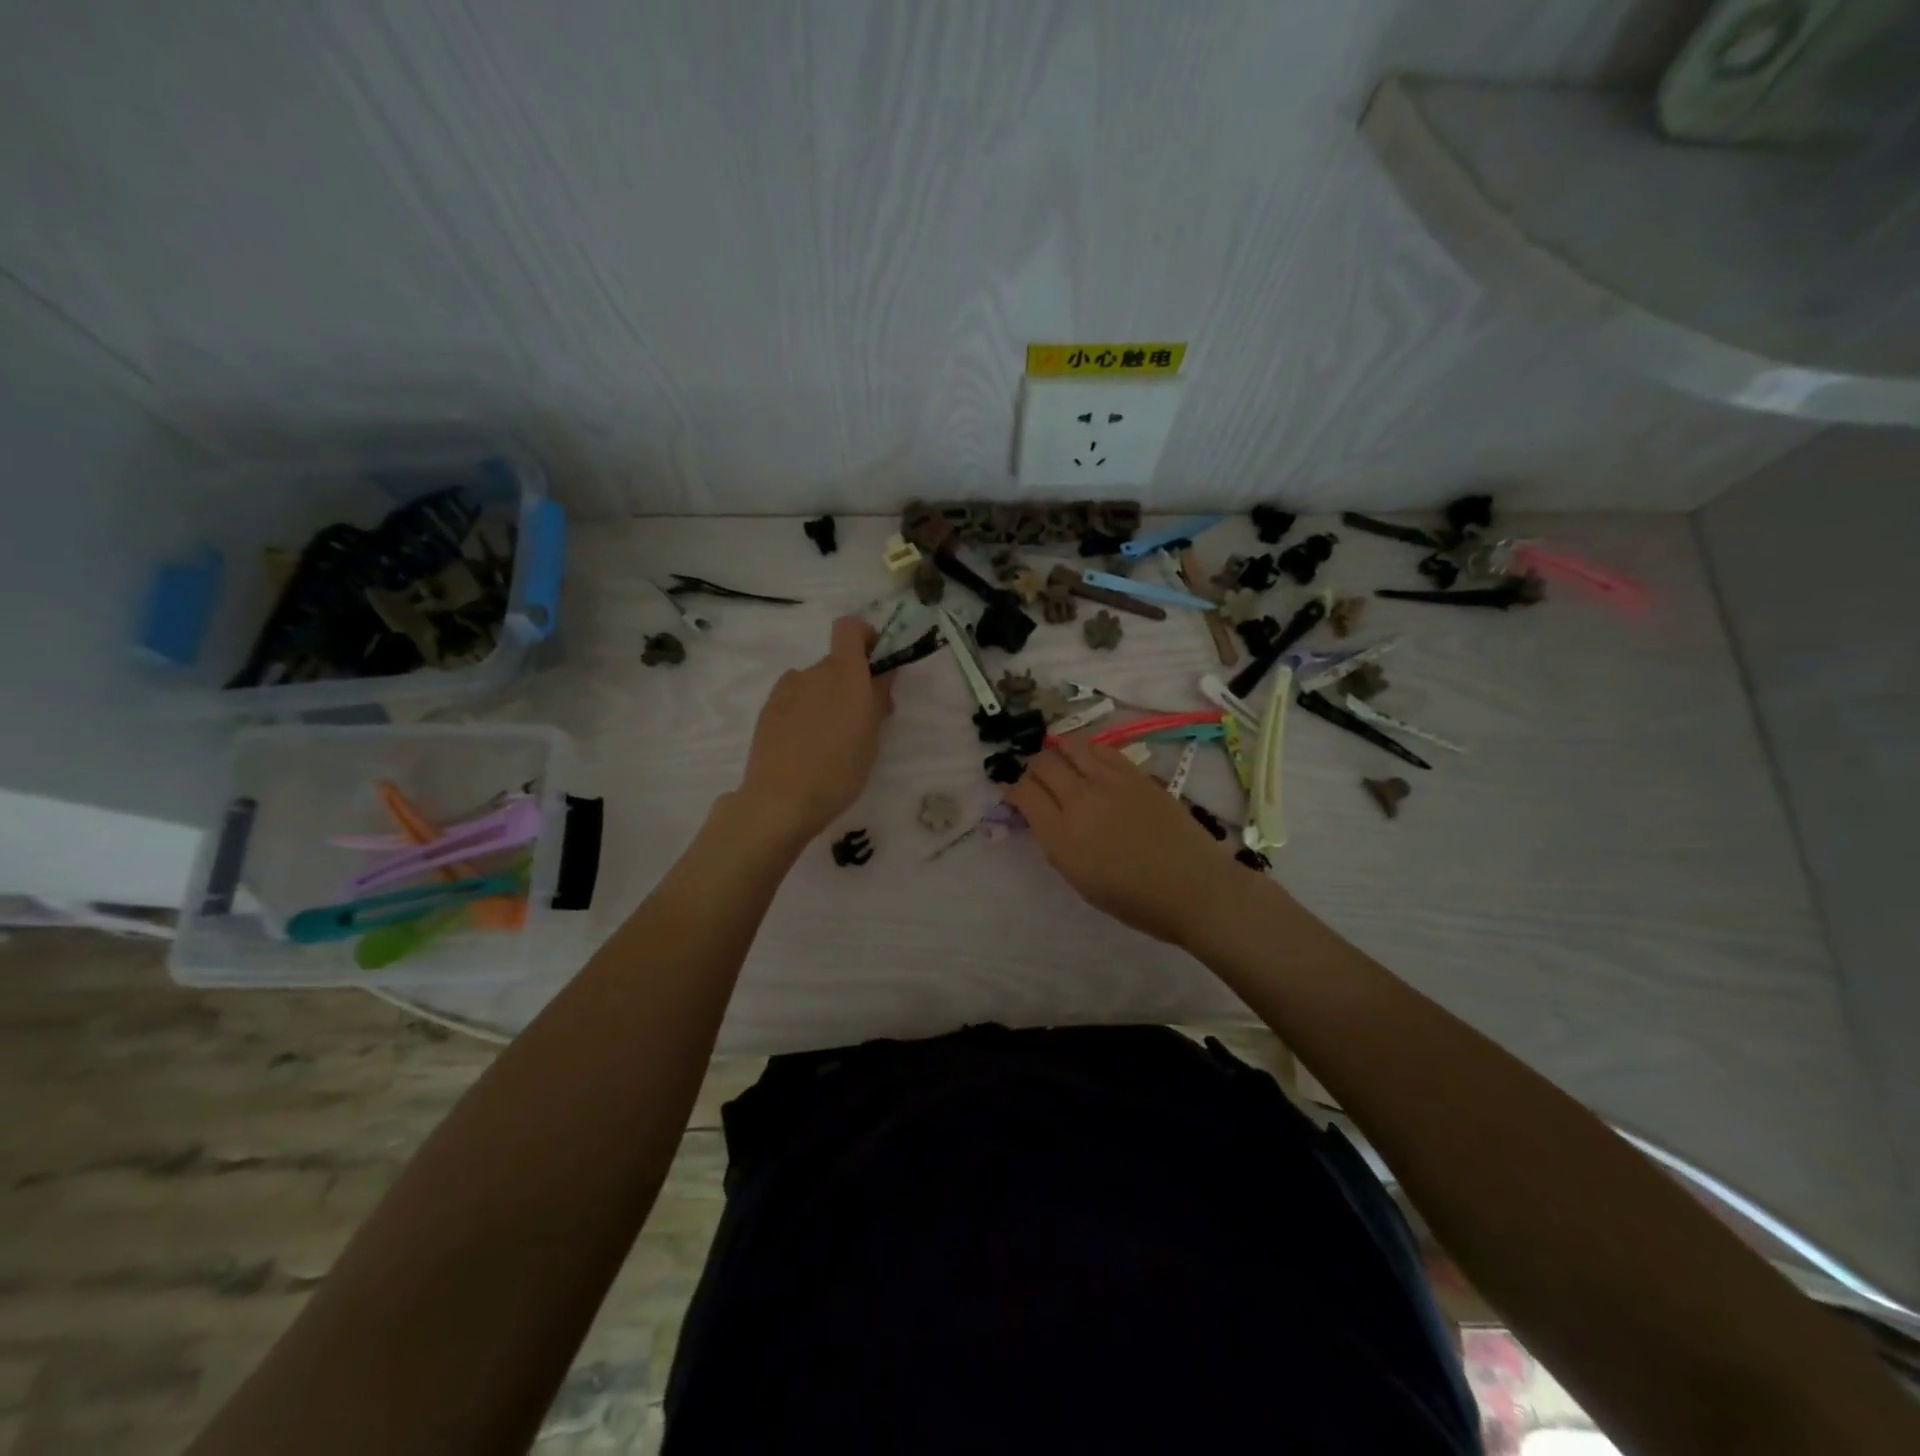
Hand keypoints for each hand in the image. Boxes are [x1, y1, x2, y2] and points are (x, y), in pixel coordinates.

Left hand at [736, 616, 893, 843]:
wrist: (781, 800)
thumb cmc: (840, 769)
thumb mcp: (871, 736)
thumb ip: (878, 697)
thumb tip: (884, 672)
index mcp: (844, 672)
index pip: (850, 628)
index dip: (865, 636)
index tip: (876, 662)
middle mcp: (813, 672)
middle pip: (835, 662)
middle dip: (850, 681)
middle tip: (861, 719)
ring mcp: (785, 690)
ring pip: (813, 683)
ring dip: (826, 698)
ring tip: (830, 738)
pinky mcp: (767, 710)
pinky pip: (794, 700)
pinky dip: (805, 712)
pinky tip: (806, 745)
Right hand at [1005, 737, 1235, 945]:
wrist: (1194, 889)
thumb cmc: (1134, 899)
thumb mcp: (1079, 879)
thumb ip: (1055, 842)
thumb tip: (1041, 815)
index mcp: (1062, 836)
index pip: (1023, 792)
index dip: (1013, 791)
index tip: (1017, 798)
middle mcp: (1081, 801)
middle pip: (1042, 764)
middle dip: (1032, 769)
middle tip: (1037, 781)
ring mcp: (1110, 781)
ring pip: (1069, 746)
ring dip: (1057, 751)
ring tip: (1060, 762)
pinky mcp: (1136, 773)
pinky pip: (1100, 749)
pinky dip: (1085, 750)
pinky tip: (1087, 761)